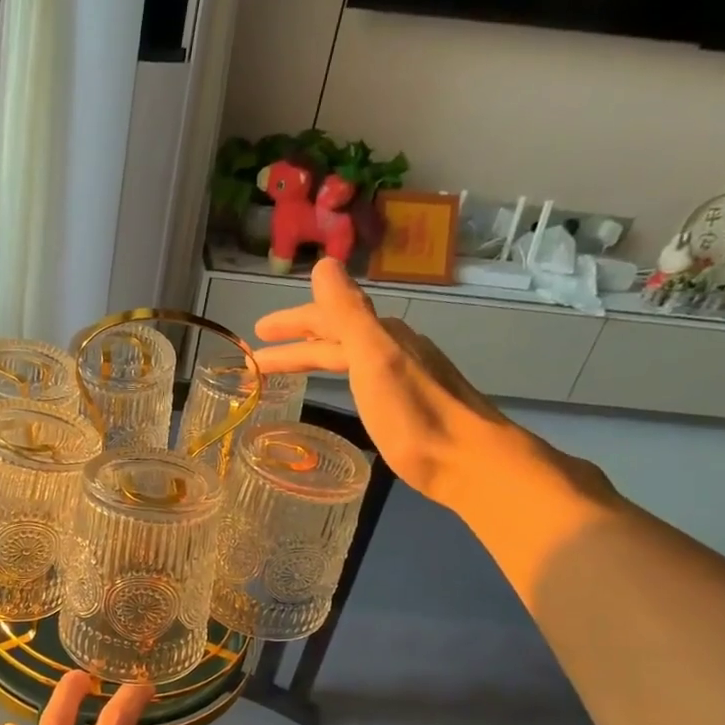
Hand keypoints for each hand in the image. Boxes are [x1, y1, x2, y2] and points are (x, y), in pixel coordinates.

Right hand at [252, 257, 516, 504]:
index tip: (256, 335)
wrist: (467, 460)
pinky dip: (338, 375)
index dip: (290, 326)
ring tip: (287, 370)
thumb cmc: (413, 413)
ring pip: (349, 356)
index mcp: (381, 336)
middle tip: (258, 356)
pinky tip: (341, 388)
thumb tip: (324, 264)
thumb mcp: (373, 357)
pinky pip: (362, 376)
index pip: (325, 322)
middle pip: (336, 338)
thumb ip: (347, 312)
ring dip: (315, 358)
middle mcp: (394, 348)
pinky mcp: (409, 404)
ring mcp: (404, 375)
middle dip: (296, 343)